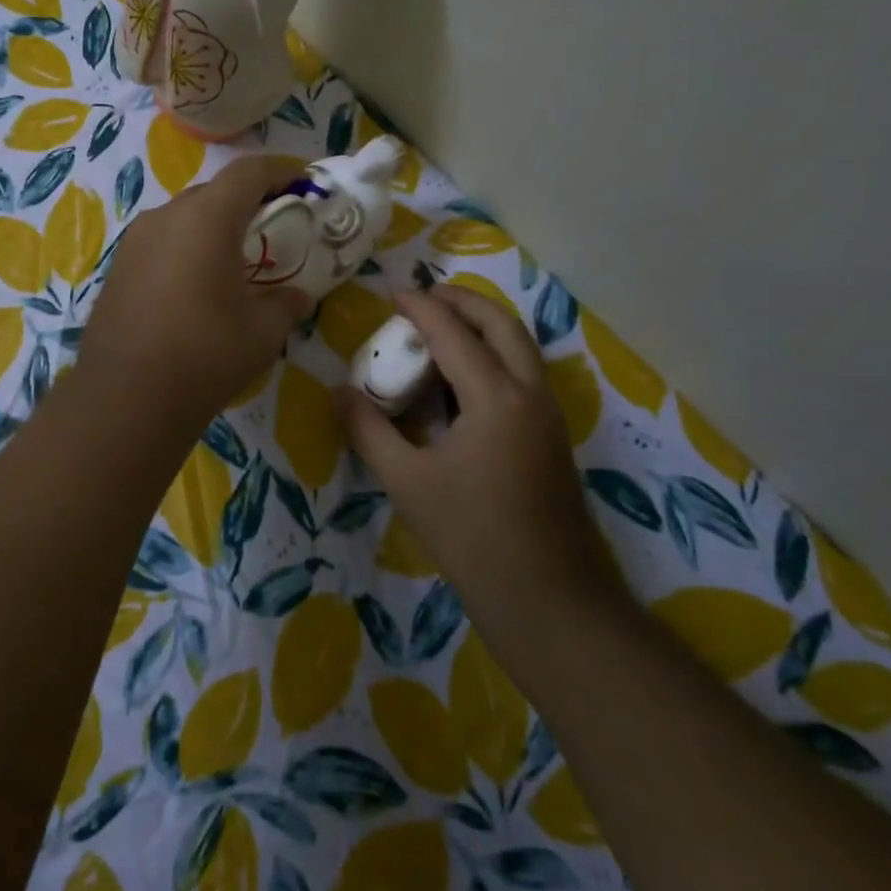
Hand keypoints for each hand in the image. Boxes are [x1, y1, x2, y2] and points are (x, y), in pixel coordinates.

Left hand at [77, 153, 311, 430]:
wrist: (126, 397)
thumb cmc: (206, 354)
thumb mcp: (263, 331)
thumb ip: (287, 304)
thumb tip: (299, 297)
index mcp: (207, 218)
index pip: (249, 172)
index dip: (281, 170)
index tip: (303, 183)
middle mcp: (166, 216)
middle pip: (214, 192)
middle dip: (247, 202)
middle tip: (272, 228)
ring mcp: (135, 241)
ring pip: (184, 217)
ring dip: (213, 227)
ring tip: (235, 260)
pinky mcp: (118, 268)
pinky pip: (161, 243)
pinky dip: (186, 249)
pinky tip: (196, 286)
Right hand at [337, 286, 620, 612]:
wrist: (550, 599)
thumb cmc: (473, 536)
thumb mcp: (407, 482)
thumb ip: (369, 431)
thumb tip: (340, 392)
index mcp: (496, 398)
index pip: (453, 334)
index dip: (420, 308)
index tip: (393, 291)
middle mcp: (530, 394)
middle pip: (502, 325)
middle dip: (464, 302)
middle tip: (426, 296)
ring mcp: (548, 416)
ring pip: (520, 348)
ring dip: (483, 327)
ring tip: (442, 328)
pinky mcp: (551, 438)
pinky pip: (523, 375)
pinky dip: (494, 356)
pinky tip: (462, 381)